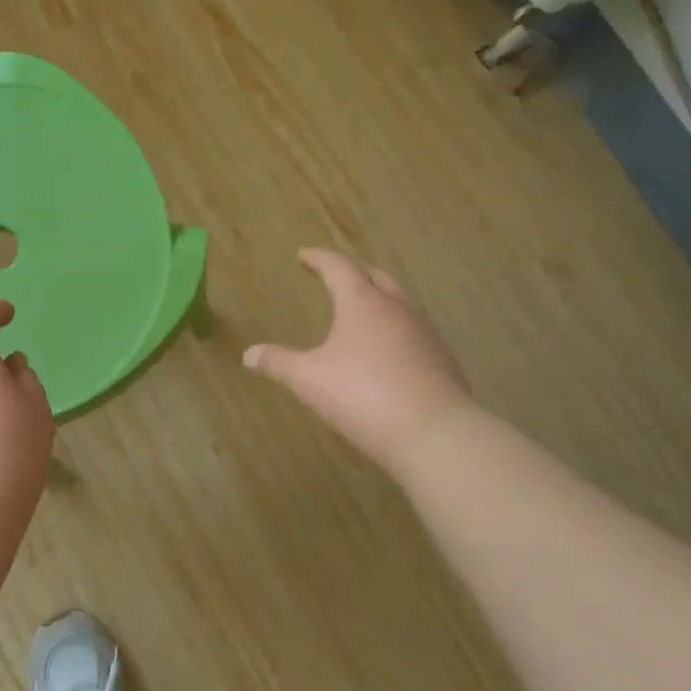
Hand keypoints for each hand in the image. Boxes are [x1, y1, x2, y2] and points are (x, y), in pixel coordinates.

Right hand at [243, 248, 472, 468]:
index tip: (304, 255)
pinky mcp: (442, 359)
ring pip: (400, 301)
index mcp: (362, 303)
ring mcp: (425, 333)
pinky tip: (388, 349)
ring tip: (362, 309)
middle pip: (376, 276)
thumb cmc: (363, 395)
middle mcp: (397, 309)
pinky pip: (414, 330)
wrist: (435, 434)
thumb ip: (279, 363)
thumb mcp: (310, 380)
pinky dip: (395, 327)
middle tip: (335, 275)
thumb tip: (249, 354)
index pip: (339, 267)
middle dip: (354, 271)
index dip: (319, 259)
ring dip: (379, 297)